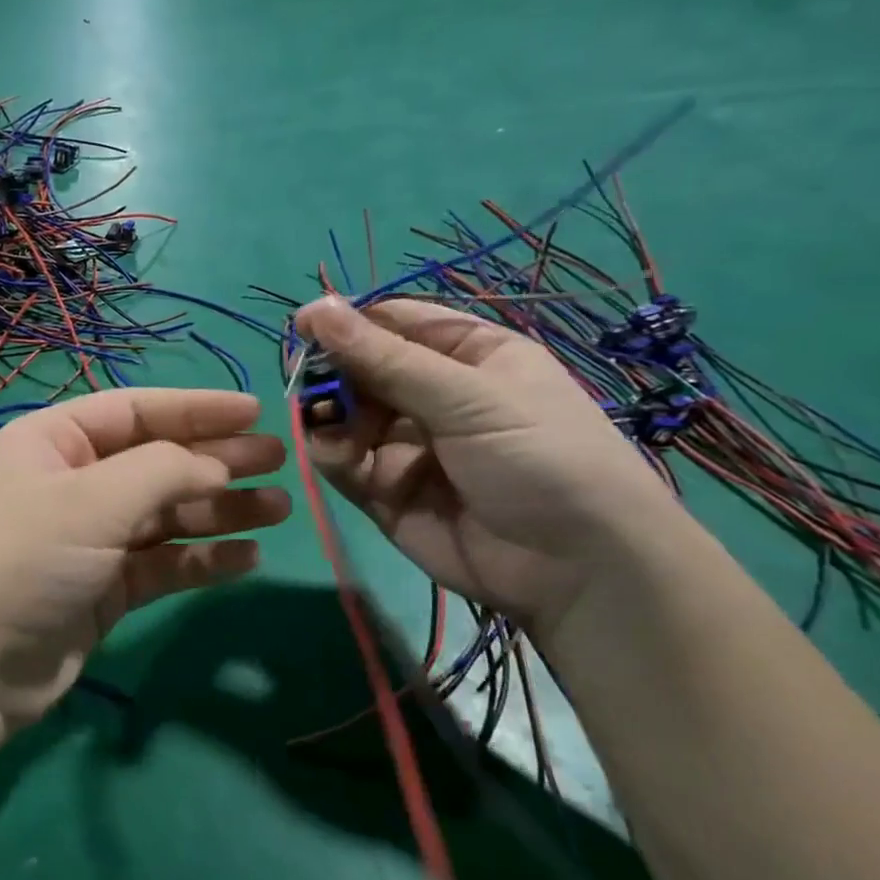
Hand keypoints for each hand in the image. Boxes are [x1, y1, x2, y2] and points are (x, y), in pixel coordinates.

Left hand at [0, 389, 289, 742]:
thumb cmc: (27, 559)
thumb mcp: (93, 501)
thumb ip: (163, 471)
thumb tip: (218, 462)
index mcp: (55, 441)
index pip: (136, 410)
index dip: (198, 408)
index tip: (255, 412)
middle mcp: (74, 481)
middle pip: (158, 460)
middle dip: (217, 460)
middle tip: (279, 462)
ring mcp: (91, 536)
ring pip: (167, 513)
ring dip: (220, 511)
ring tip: (278, 510)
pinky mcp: (106, 585)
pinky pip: (163, 561)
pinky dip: (202, 558)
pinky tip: (246, 557)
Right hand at [295, 296, 680, 632]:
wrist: (577, 572)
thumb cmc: (540, 459)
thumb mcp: (468, 398)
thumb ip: (385, 359)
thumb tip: (315, 307)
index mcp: (468, 356)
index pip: (395, 323)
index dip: (348, 322)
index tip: (302, 327)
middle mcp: (433, 396)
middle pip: (362, 369)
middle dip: (333, 375)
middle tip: (310, 387)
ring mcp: (406, 445)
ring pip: (345, 416)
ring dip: (330, 418)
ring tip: (331, 430)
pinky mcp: (386, 491)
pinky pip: (344, 462)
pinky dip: (332, 456)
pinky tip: (339, 458)